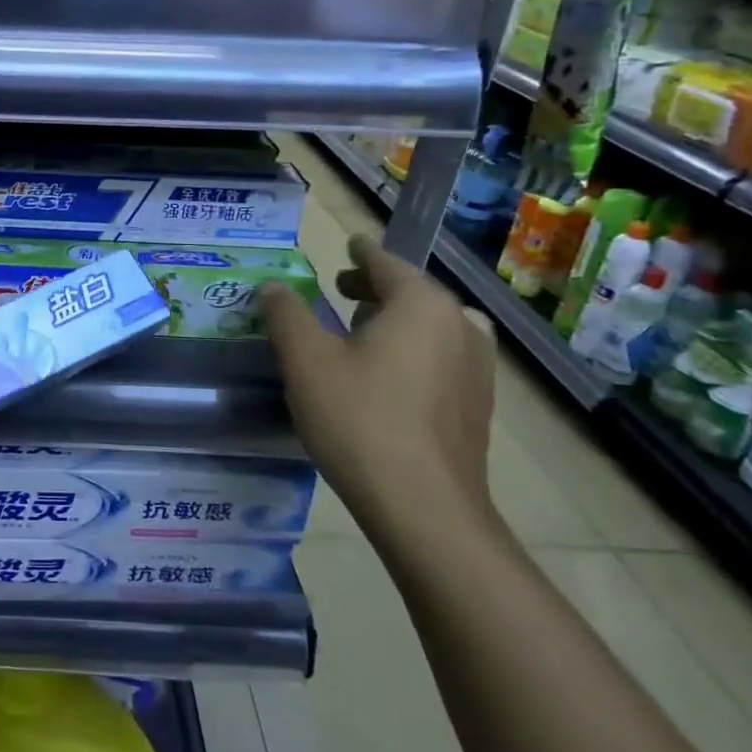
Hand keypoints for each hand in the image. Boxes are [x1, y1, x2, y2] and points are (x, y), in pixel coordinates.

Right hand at [259, 235, 499, 556]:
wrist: (424, 507)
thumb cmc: (359, 419)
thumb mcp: (306, 360)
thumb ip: (286, 314)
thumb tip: (273, 285)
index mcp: (421, 304)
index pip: (386, 263)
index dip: (361, 253)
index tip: (349, 244)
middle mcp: (459, 325)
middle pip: (412, 293)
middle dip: (375, 289)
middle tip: (340, 291)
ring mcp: (477, 367)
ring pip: (431, 326)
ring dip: (397, 321)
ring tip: (361, 334)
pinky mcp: (478, 405)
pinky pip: (443, 357)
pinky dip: (414, 351)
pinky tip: (387, 377)